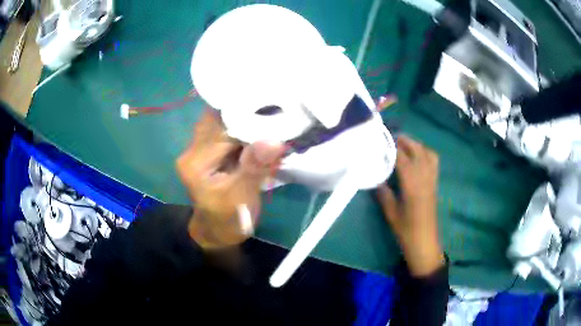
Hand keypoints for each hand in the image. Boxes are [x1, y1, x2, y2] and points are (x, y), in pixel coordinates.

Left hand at [176, 109, 284, 248]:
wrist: (216, 232)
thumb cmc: (229, 220)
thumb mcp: (243, 198)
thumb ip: (255, 168)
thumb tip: (274, 141)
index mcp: (195, 163)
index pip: (223, 130)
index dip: (250, 121)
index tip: (275, 116)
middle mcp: (191, 151)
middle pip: (219, 120)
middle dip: (246, 116)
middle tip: (274, 114)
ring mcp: (196, 150)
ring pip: (221, 122)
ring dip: (243, 121)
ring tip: (267, 120)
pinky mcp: (205, 152)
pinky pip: (223, 131)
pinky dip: (240, 128)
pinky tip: (256, 130)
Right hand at [376, 135, 443, 275]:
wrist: (424, 242)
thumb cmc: (406, 229)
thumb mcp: (390, 212)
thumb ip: (384, 193)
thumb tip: (376, 178)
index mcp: (411, 183)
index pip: (401, 157)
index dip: (391, 146)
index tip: (379, 139)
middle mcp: (424, 177)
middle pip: (417, 149)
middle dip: (404, 140)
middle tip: (390, 138)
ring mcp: (432, 179)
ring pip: (427, 153)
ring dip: (415, 145)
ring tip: (403, 145)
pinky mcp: (435, 183)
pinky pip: (433, 161)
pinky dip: (425, 153)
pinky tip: (417, 157)